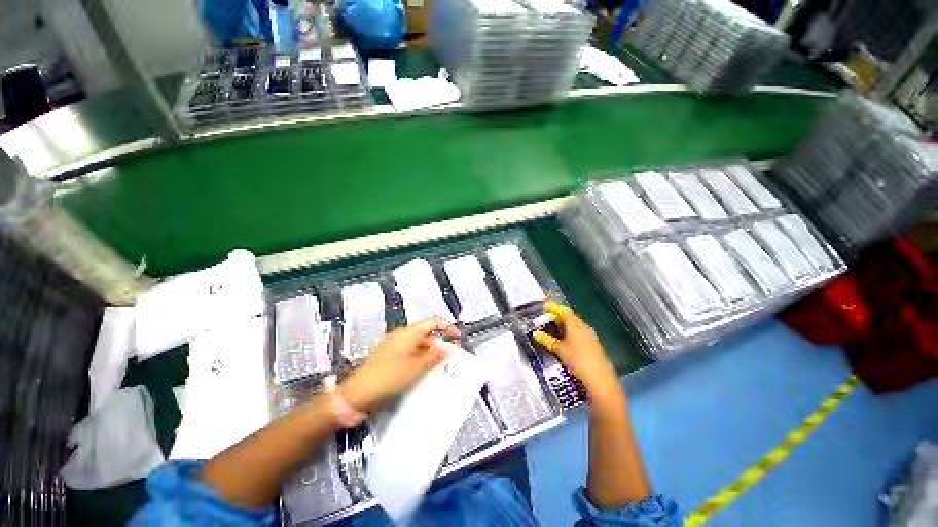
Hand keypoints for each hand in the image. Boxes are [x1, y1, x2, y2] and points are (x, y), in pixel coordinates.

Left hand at [338, 318, 459, 411]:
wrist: (356, 395)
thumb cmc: (387, 377)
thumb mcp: (415, 368)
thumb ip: (433, 356)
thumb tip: (448, 348)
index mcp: (408, 333)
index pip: (432, 322)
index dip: (447, 327)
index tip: (457, 337)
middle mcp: (401, 336)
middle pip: (426, 334)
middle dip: (439, 344)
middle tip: (450, 359)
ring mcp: (394, 347)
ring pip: (418, 346)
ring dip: (430, 354)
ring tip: (440, 367)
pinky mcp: (389, 358)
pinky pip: (410, 354)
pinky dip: (420, 360)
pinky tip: (424, 372)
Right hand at [533, 301, 617, 394]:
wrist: (599, 377)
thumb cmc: (577, 360)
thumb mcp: (559, 350)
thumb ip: (547, 340)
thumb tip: (536, 334)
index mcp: (575, 324)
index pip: (563, 311)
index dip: (554, 308)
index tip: (546, 307)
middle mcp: (584, 326)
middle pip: (570, 317)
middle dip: (559, 316)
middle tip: (549, 319)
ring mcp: (590, 335)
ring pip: (576, 325)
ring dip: (565, 325)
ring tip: (556, 329)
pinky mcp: (594, 343)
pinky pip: (580, 332)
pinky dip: (571, 332)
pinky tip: (567, 340)